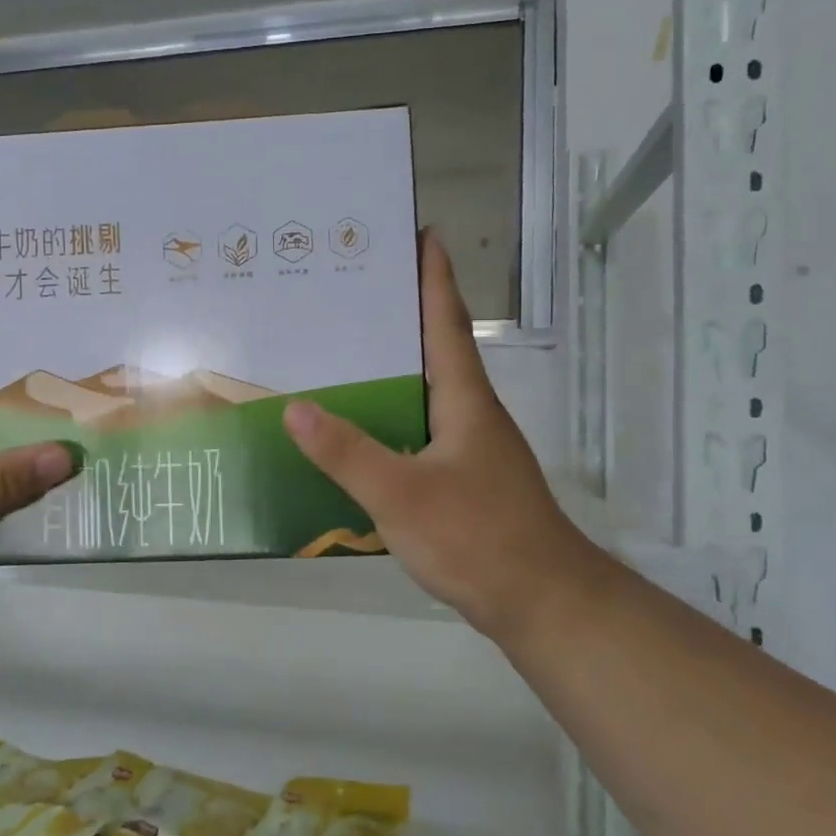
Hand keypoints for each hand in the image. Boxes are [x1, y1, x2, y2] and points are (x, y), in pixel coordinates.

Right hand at [282, 231, 602, 640]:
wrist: (540, 601)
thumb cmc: (478, 537)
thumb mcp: (402, 494)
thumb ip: (347, 453)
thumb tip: (295, 408)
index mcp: (464, 400)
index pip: (446, 322)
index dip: (434, 277)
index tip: (420, 234)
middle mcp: (470, 414)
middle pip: (434, 350)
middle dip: (400, 316)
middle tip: (351, 293)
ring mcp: (470, 448)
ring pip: (425, 393)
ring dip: (393, 368)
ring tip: (343, 354)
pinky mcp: (463, 479)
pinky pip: (419, 430)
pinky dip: (390, 416)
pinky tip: (359, 431)